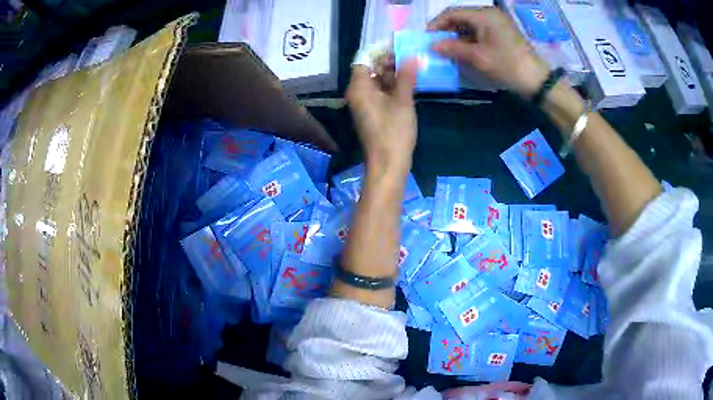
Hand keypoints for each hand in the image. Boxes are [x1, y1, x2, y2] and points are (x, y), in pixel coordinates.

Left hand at [346, 60, 418, 172]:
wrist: (389, 165)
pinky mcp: (373, 112)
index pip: (364, 59)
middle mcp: (358, 93)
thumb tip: (413, 55)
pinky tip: (410, 82)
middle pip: (371, 69)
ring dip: (394, 73)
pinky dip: (394, 86)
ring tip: (414, 67)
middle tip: (411, 56)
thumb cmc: (393, 133)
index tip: (399, 46)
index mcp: (359, 88)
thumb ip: (406, 76)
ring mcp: (365, 103)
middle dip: (390, 61)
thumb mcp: (403, 101)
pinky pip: (382, 92)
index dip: (380, 51)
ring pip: (378, 81)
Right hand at [428, 7, 549, 98]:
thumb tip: (432, 45)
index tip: (427, 37)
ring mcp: (496, 23)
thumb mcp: (478, 57)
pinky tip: (462, 51)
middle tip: (436, 44)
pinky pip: (479, 32)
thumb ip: (453, 48)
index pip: (453, 12)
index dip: (437, 23)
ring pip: (469, 25)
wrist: (536, 80)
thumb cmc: (507, 65)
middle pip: (461, 17)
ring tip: (447, 50)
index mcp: (484, 15)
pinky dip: (469, 40)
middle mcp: (489, 14)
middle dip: (447, 30)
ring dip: (457, 36)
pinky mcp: (501, 33)